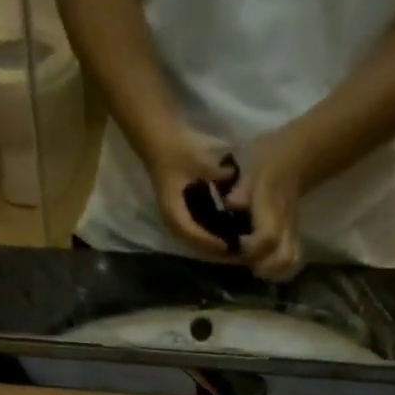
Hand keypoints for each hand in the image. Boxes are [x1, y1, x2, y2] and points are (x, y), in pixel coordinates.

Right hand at [141, 126, 238, 257]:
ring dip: (213, 245)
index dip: (210, 241)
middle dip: (215, 250)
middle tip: (236, 254)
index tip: (229, 245)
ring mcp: (176, 217)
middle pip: (195, 243)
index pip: (193, 234)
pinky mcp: (181, 212)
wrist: (157, 139)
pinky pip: (197, 230)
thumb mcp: (196, 160)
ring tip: (234, 248)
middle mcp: (173, 220)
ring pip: (196, 239)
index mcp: (173, 212)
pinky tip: (226, 233)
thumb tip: (235, 179)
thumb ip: (216, 172)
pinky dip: (210, 234)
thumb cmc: (174, 150)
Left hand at [226, 133, 309, 281]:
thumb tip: (231, 203)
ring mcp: (291, 231)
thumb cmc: (270, 160)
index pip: (268, 238)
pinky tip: (262, 263)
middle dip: (263, 268)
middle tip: (245, 260)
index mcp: (272, 207)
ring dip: (271, 271)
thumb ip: (242, 187)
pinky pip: (290, 258)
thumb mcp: (253, 166)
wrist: (298, 157)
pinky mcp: (293, 236)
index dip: (253, 248)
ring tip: (253, 264)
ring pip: (289, 262)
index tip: (239, 244)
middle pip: (284, 259)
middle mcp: (284, 224)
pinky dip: (276, 268)